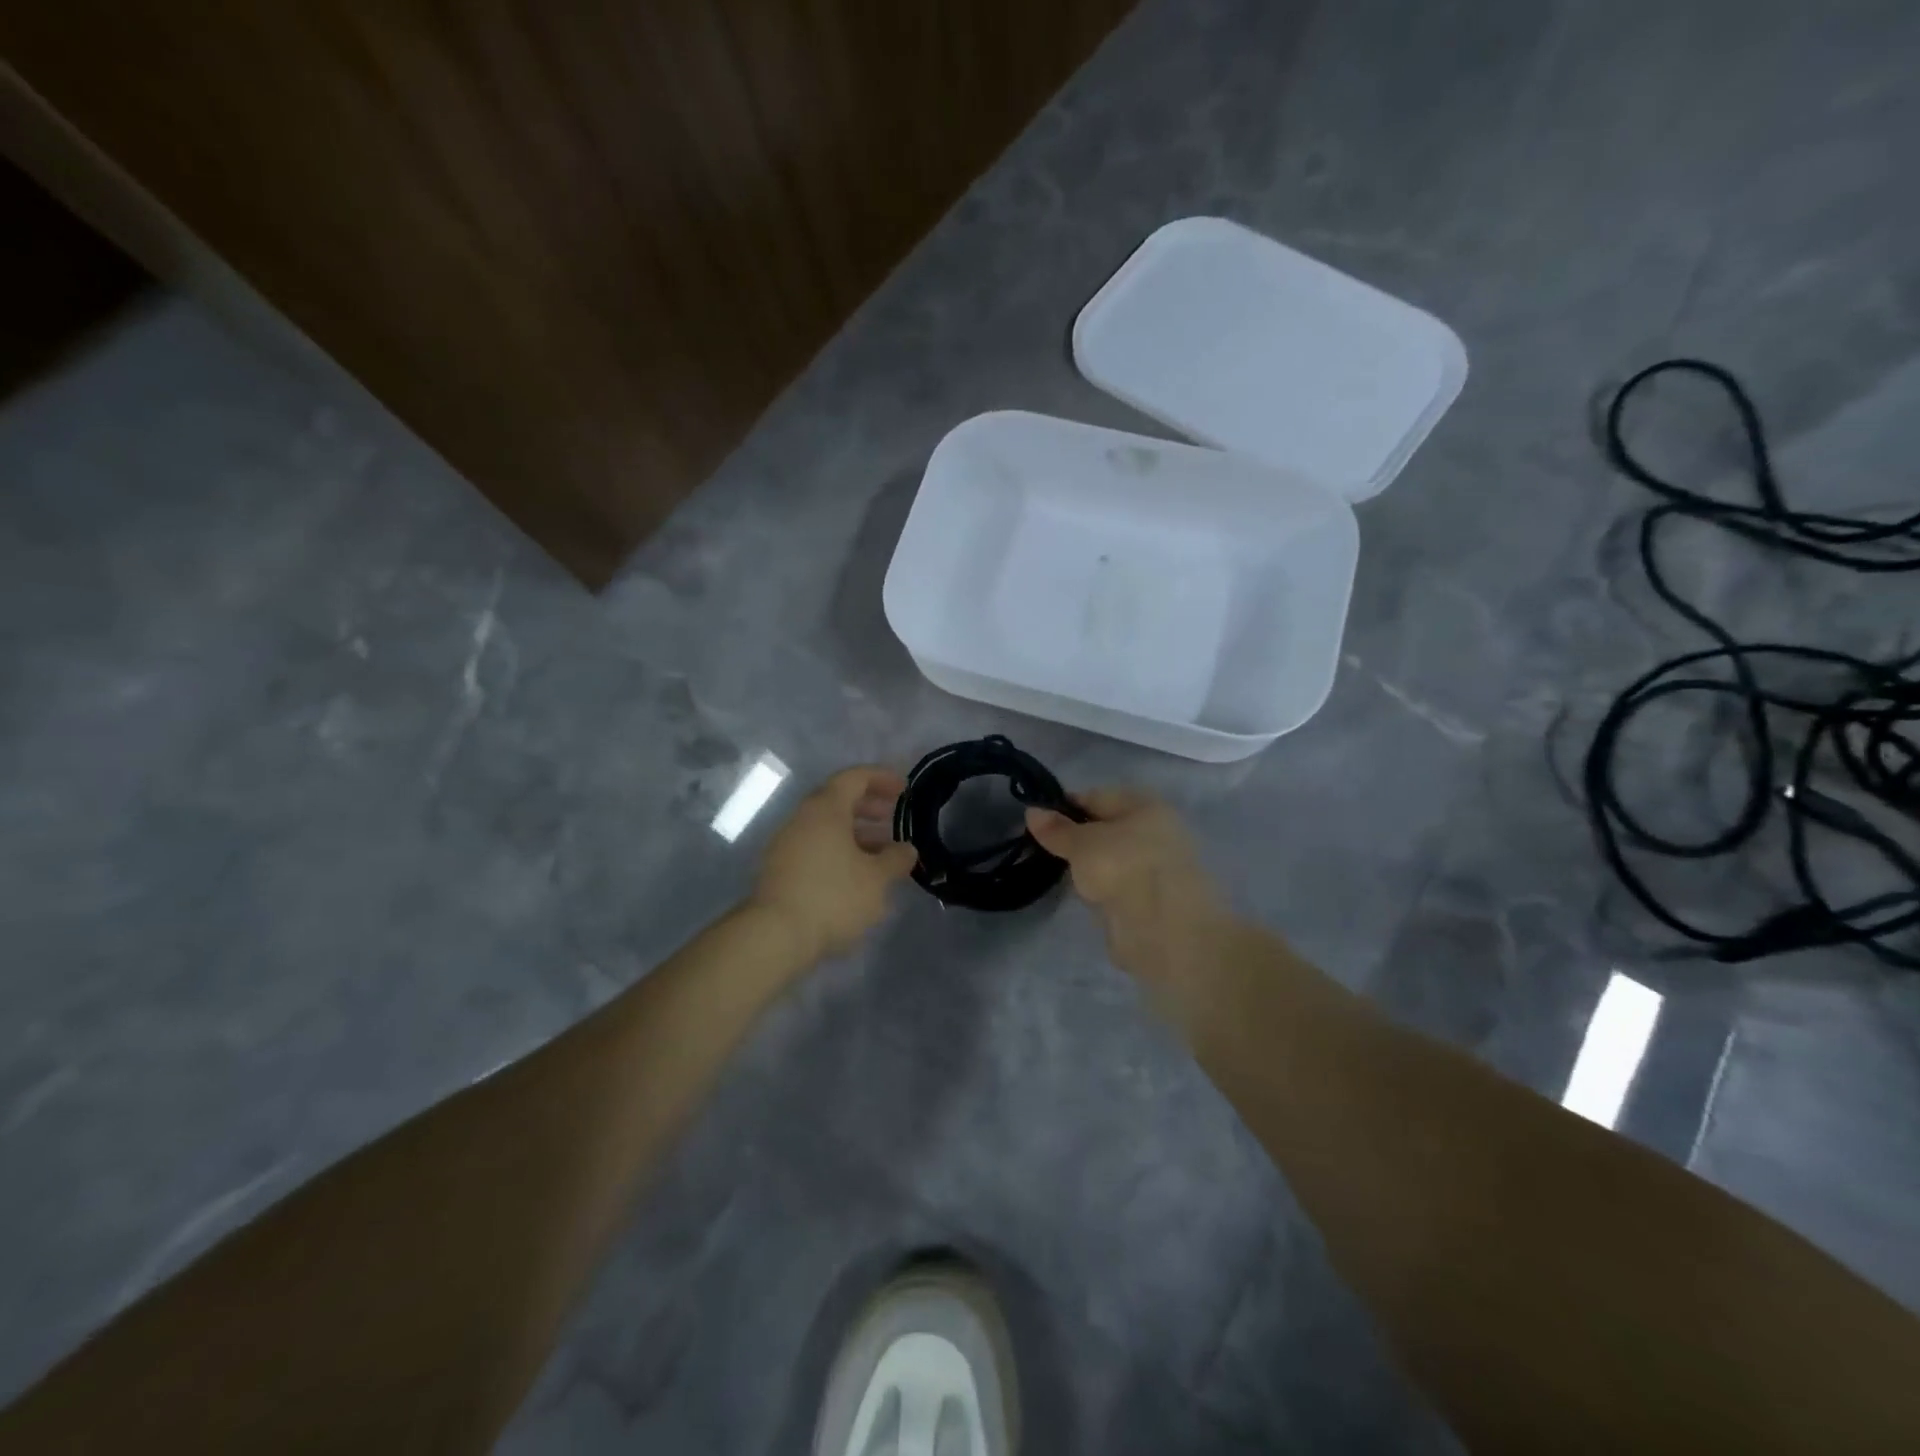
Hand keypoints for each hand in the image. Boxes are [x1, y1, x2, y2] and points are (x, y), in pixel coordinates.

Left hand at [749, 766, 917, 960]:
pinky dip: (839, 850)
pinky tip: (856, 875)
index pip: (855, 777)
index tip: (904, 789)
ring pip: (826, 827)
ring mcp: (786, 844)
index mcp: (825, 809)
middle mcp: (802, 818)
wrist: (775, 936)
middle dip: (868, 805)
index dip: (882, 778)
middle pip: (837, 800)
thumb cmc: (833, 897)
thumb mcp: (877, 878)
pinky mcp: (780, 870)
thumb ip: (896, 859)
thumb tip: (906, 849)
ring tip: (881, 851)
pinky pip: (815, 847)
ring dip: (855, 832)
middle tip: (892, 817)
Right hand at [1026, 790, 1238, 1025]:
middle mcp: (1154, 832)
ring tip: (1059, 874)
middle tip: (1042, 849)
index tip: (1036, 822)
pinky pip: (1116, 887)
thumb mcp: (1081, 843)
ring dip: (1088, 868)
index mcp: (1145, 806)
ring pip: (1110, 860)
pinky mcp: (1151, 901)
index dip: (1065, 807)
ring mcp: (1154, 868)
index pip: (1096, 797)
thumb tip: (1032, 811)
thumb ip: (1056, 829)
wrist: (1164, 930)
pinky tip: (1083, 897)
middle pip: (1104, 829)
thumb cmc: (1123, 867)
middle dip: (1075, 839)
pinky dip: (1101, 891)